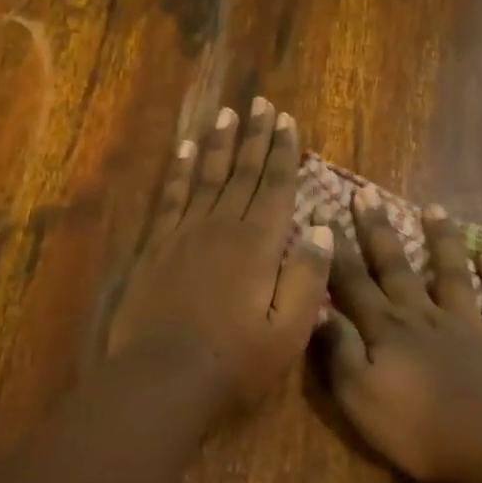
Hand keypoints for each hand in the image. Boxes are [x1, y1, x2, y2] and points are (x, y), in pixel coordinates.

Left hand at [108, 97, 333, 412]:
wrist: (162, 379)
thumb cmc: (234, 361)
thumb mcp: (288, 329)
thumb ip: (307, 276)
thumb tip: (324, 228)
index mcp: (258, 244)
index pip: (276, 186)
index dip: (284, 152)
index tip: (287, 120)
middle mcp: (222, 226)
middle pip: (243, 172)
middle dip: (255, 137)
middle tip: (260, 103)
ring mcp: (185, 233)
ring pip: (206, 176)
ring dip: (219, 144)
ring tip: (227, 115)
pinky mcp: (157, 247)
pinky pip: (171, 197)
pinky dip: (179, 170)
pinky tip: (183, 151)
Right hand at [314, 187, 481, 482]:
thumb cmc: (418, 430)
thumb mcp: (359, 398)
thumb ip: (339, 352)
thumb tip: (320, 310)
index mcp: (387, 329)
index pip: (351, 281)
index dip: (333, 249)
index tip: (319, 212)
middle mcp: (424, 315)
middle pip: (395, 266)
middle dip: (377, 230)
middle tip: (365, 193)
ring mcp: (469, 325)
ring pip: (450, 272)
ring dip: (441, 240)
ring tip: (434, 209)